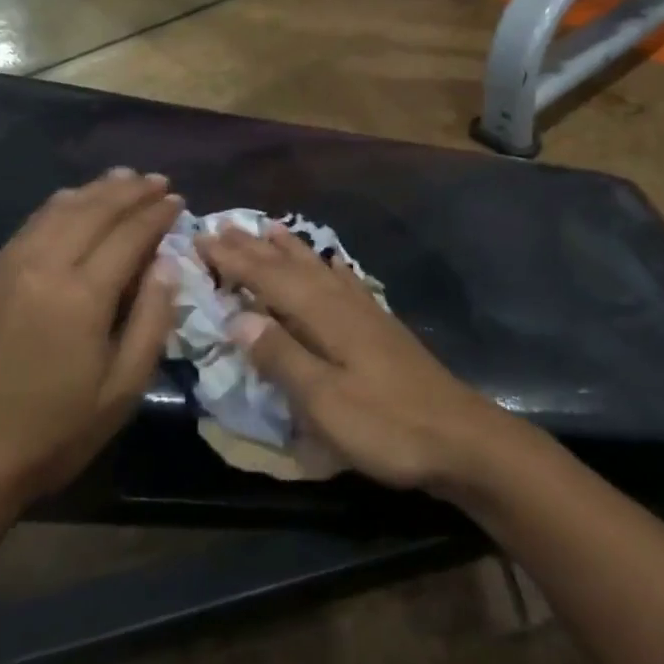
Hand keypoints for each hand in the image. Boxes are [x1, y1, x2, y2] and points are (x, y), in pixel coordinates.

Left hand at [0, 170, 182, 522]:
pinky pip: (33, 222)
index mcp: (81, 296)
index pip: (129, 234)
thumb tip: (166, 264)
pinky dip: (63, 203)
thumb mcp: (122, 389)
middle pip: (95, 210)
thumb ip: (152, 319)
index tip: (178, 200)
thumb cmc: (55, 432)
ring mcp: (11, 266)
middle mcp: (44, 266)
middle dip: (131, 191)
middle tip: (159, 181)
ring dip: (97, 189)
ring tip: (125, 178)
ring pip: (61, 208)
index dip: (157, 214)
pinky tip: (77, 200)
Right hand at [196, 222, 511, 493]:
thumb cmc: (386, 425)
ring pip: (317, 269)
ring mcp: (365, 312)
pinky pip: (344, 281)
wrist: (460, 437)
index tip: (202, 238)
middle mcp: (342, 302)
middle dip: (254, 248)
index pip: (269, 279)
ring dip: (289, 249)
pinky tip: (331, 265)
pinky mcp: (381, 326)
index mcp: (324, 316)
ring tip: (270, 227)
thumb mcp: (324, 402)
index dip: (234, 260)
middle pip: (291, 267)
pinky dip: (328, 268)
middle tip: (223, 226)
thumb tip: (236, 317)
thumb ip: (281, 357)